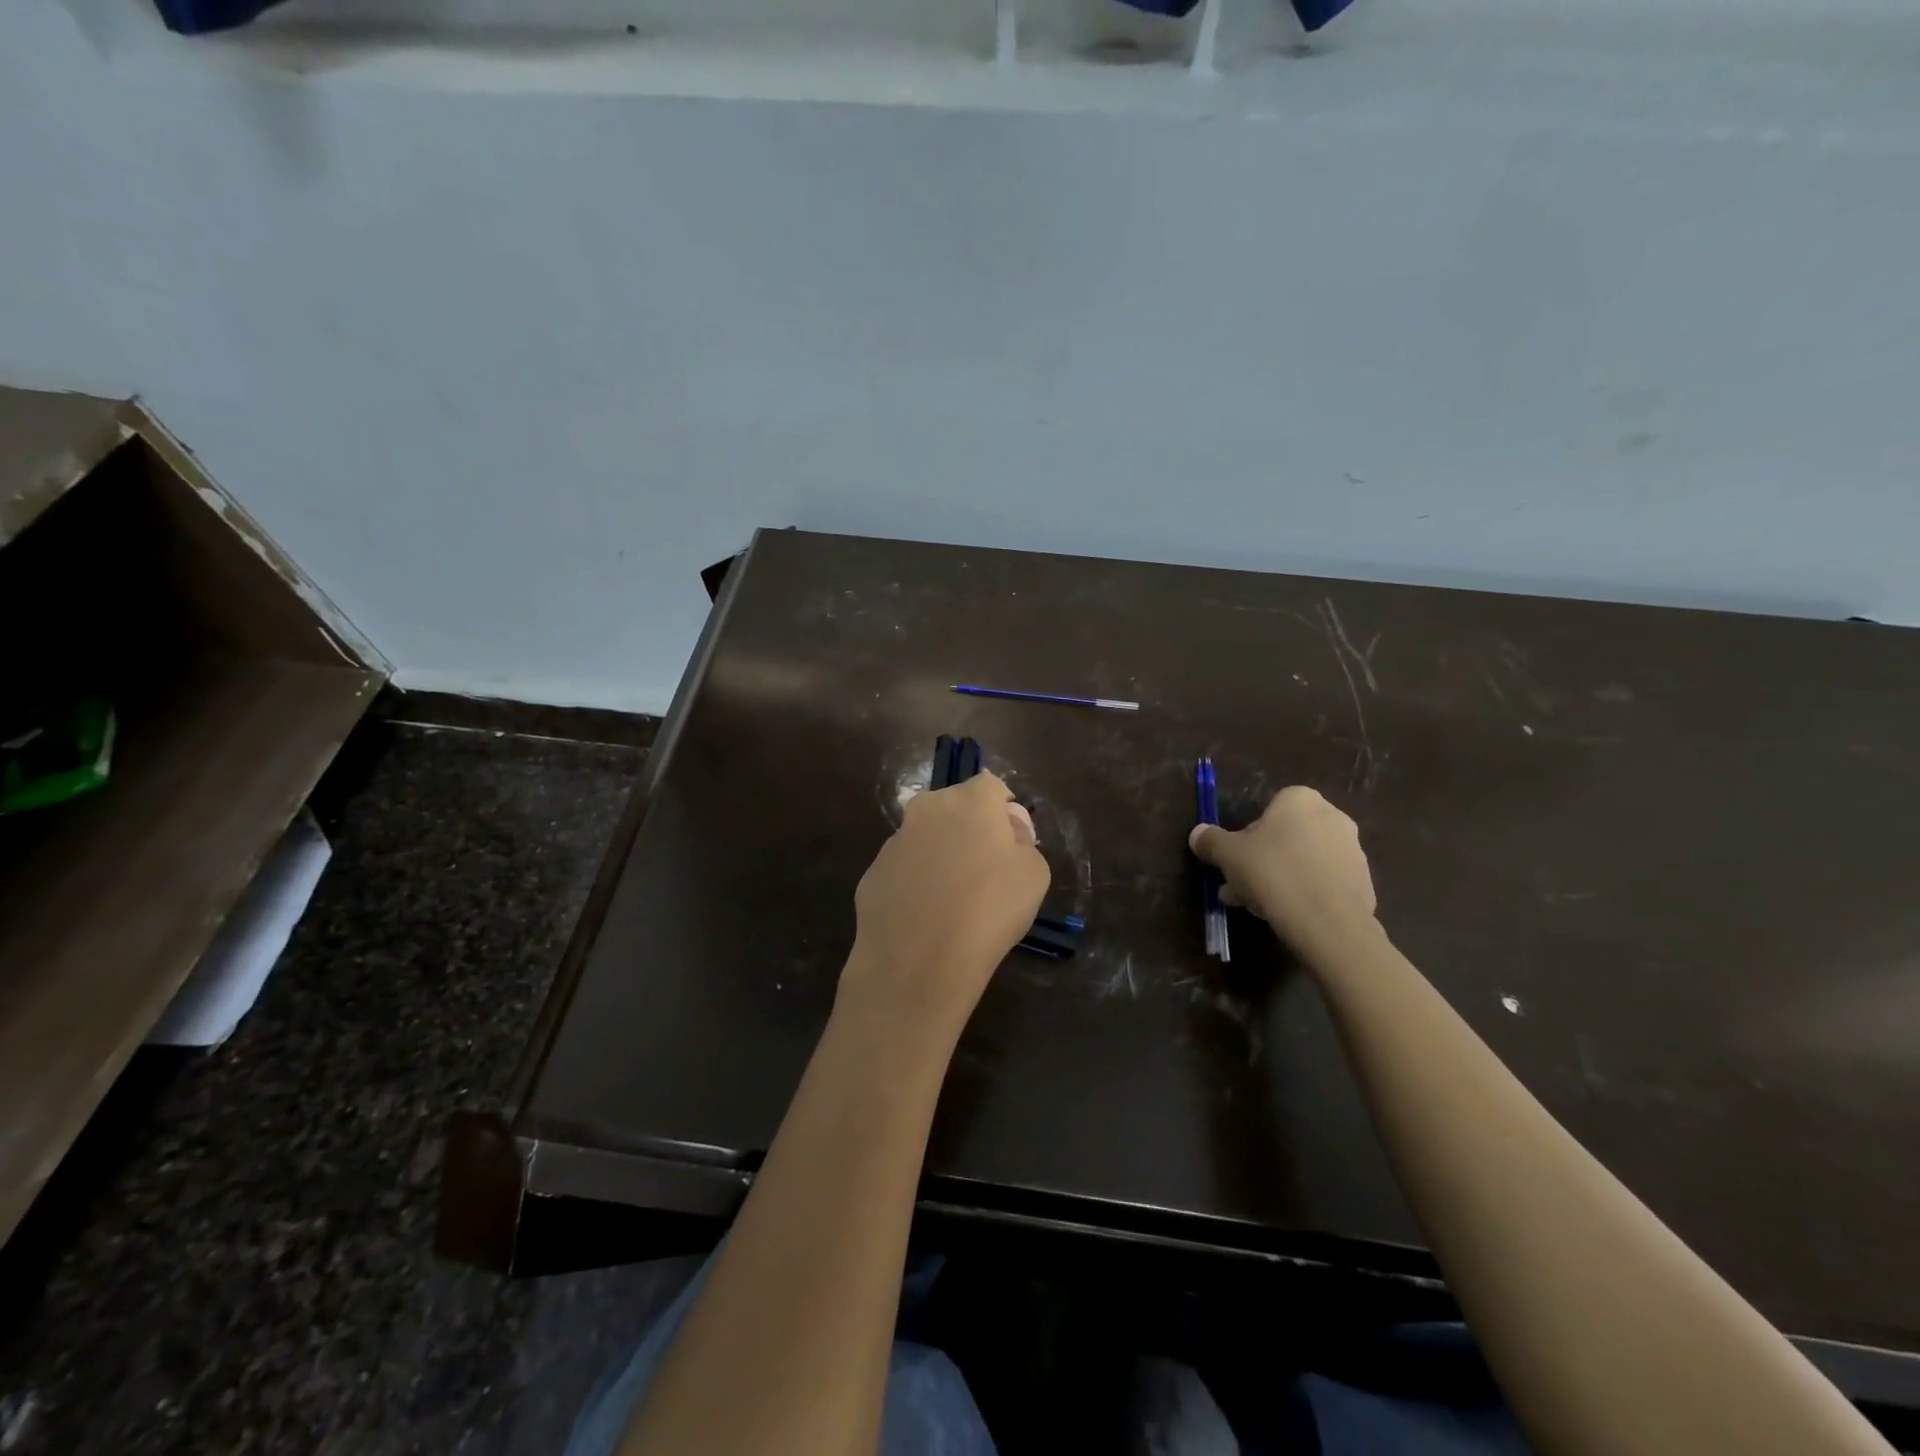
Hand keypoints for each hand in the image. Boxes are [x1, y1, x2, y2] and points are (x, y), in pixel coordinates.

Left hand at [839, 771, 1049, 1041]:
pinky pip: (903, 872)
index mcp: (969, 800)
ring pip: (925, 839)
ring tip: (953, 903)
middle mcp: (926, 809)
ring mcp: (893, 842)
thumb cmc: (989, 909)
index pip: (992, 786)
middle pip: (954, 808)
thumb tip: (1009, 830)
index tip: (1013, 843)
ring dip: (939, 857)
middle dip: (969, 830)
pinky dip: (915, 886)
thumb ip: (1023, 842)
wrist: (919, 960)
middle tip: (985, 872)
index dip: (1005, 811)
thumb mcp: (1034, 875)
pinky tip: (925, 920)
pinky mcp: (871, 875)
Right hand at [1189, 786, 1376, 949]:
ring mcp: (1352, 850)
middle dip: (1260, 861)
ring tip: (1258, 907)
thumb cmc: (1273, 873)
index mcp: (1300, 800)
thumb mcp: (1228, 855)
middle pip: (1284, 838)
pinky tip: (1286, 915)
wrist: (1329, 922)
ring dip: (1279, 878)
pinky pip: (1323, 882)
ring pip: (1302, 861)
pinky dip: (1304, 893)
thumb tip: (1197, 834)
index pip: (1266, 811)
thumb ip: (1211, 841)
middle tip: (1239, 887)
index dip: (1245, 837)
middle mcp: (1332, 816)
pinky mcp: (1363, 882)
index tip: (1234, 861)